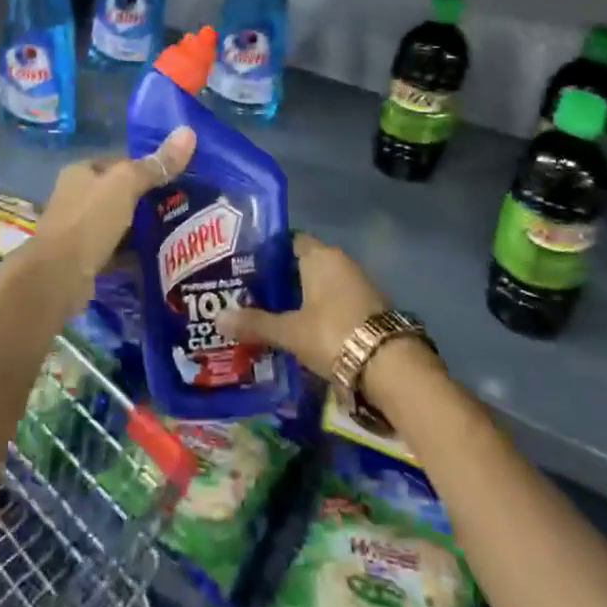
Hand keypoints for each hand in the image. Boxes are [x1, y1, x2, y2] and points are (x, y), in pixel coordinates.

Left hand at [24, 127, 196, 310]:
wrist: (58, 276)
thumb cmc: (89, 220)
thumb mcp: (125, 186)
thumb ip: (156, 165)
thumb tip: (188, 132)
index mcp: (81, 171)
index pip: (120, 162)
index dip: (147, 167)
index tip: (177, 178)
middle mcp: (76, 196)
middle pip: (119, 193)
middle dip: (147, 200)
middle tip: (182, 206)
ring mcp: (78, 229)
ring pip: (118, 223)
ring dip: (141, 228)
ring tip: (177, 231)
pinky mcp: (84, 258)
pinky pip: (115, 250)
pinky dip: (132, 253)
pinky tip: (157, 257)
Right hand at [214, 232, 387, 374]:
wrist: (389, 365)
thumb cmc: (333, 333)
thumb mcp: (290, 331)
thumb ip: (255, 323)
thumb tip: (217, 317)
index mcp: (319, 256)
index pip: (291, 241)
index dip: (271, 253)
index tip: (250, 268)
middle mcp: (340, 261)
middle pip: (306, 263)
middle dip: (284, 278)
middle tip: (256, 294)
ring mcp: (358, 284)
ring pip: (323, 284)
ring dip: (304, 297)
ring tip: (276, 314)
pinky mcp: (370, 307)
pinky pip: (337, 301)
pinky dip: (322, 311)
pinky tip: (306, 329)